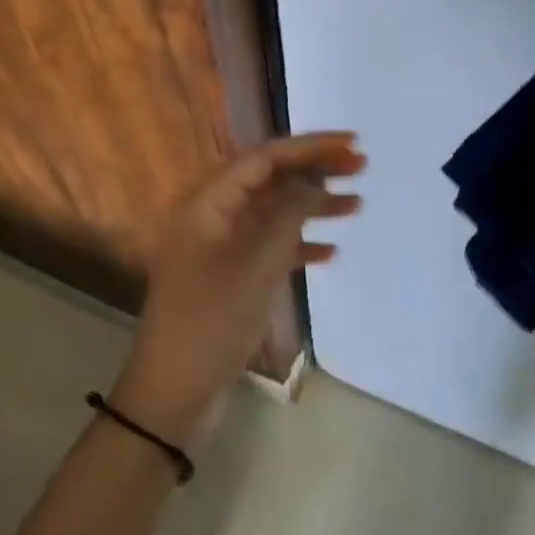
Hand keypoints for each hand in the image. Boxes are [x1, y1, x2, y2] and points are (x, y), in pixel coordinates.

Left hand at [111, 132, 364, 446]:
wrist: (174, 391)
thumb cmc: (211, 322)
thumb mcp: (255, 266)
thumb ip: (287, 217)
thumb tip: (315, 181)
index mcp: (207, 204)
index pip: (263, 158)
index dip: (308, 146)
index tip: (352, 143)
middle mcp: (212, 217)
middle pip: (268, 180)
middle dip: (313, 170)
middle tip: (361, 167)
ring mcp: (220, 248)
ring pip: (272, 213)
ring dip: (312, 207)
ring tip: (356, 204)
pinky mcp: (230, 276)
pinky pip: (269, 247)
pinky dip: (298, 244)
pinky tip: (329, 252)